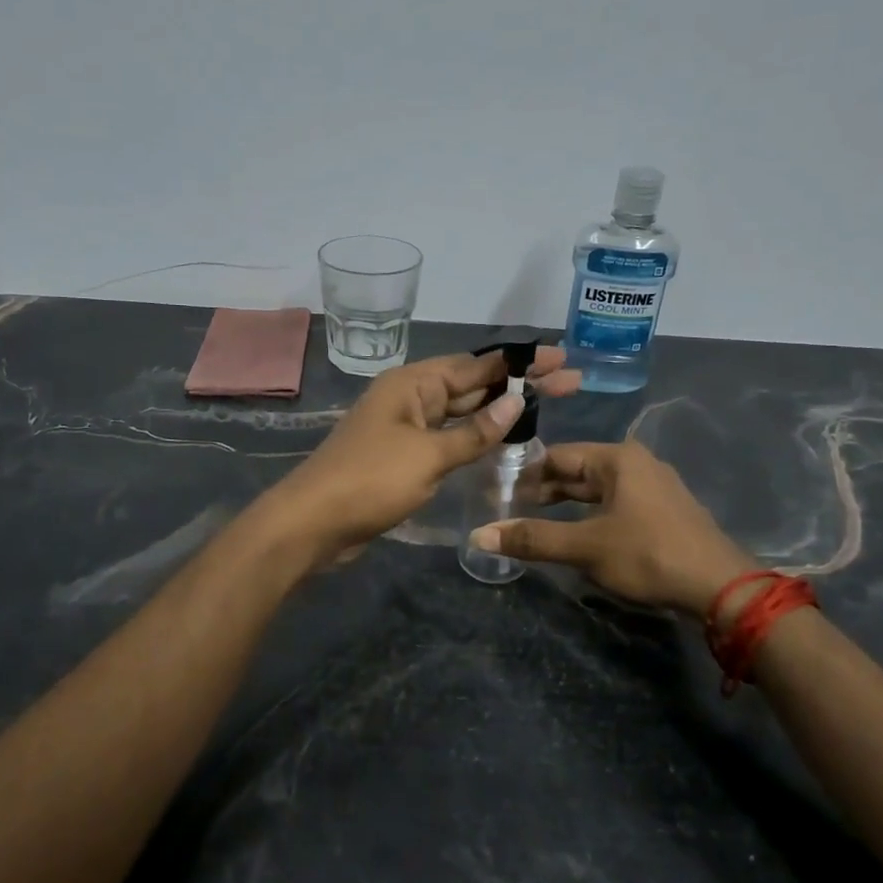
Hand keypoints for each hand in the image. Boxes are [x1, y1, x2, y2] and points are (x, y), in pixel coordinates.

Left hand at [266, 347, 580, 563]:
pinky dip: (476, 438)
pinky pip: (448, 438)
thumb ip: (475, 432)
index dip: (520, 363)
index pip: (476, 365)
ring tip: (547, 407)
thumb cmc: (371, 480)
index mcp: (413, 384)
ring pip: (461, 413)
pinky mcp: (404, 457)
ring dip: (499, 411)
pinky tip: (504, 441)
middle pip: (472, 385)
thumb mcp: (428, 455)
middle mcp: (410, 398)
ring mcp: (406, 428)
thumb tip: (516, 401)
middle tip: (569, 382)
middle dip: (518, 384)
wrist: (313, 523)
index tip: (559, 359)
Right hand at [468, 440, 756, 615]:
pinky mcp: (664, 511)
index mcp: (617, 458)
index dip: (526, 475)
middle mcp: (637, 463)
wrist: (720, 587)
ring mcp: (654, 486)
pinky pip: (617, 503)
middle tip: (513, 512)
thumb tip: (478, 535)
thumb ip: (532, 539)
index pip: (558, 455)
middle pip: (578, 470)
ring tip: (539, 524)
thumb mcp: (585, 547)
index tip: (501, 496)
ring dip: (568, 504)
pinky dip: (592, 514)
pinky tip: (579, 534)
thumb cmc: (648, 555)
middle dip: (546, 490)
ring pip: (598, 489)